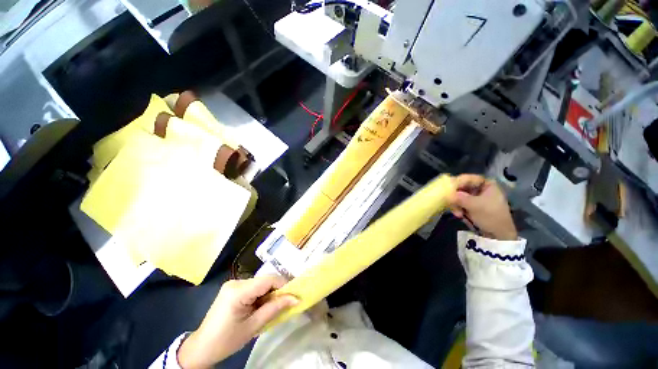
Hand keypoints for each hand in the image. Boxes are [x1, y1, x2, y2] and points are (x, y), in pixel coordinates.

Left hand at [177, 276, 297, 368]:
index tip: (293, 295)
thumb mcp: (253, 327)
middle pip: (264, 280)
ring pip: (260, 283)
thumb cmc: (226, 341)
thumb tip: (296, 298)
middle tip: (283, 304)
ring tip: (271, 308)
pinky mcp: (232, 288)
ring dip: (269, 293)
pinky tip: (259, 307)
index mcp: (238, 291)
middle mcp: (236, 282)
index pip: (268, 280)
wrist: (201, 348)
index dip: (283, 285)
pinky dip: (261, 295)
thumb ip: (275, 309)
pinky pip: (253, 287)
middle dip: (276, 291)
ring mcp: (233, 284)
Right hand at [449, 174, 517, 240]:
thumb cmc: (491, 216)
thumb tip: (447, 193)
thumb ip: (460, 197)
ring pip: (458, 196)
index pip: (469, 178)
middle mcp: (480, 189)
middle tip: (450, 202)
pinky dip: (457, 208)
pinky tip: (459, 215)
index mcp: (487, 185)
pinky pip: (459, 203)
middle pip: (462, 187)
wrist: (499, 235)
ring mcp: (475, 198)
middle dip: (455, 196)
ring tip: (458, 213)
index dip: (458, 182)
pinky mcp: (471, 207)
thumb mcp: (475, 205)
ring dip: (456, 204)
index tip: (447, 188)